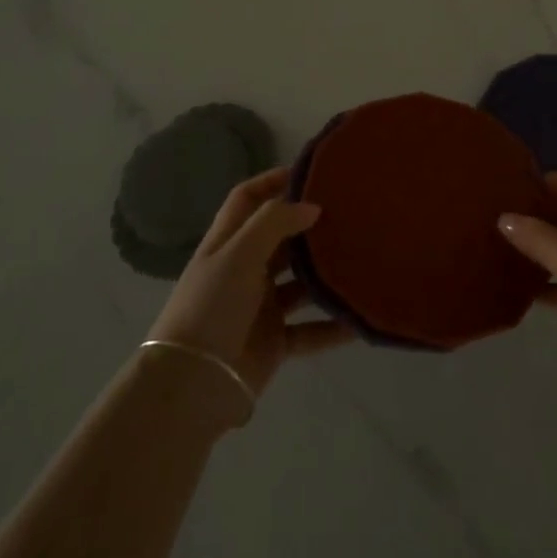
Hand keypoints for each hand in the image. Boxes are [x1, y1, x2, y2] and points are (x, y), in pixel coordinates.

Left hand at [148, 167, 354, 398]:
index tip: (309, 173)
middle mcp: (244, 270)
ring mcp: (261, 307)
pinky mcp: (275, 342)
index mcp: (227, 243)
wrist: (193, 384)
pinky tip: (361, 318)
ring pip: (301, 284)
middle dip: (309, 227)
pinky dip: (334, 326)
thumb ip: (275, 223)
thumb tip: (312, 205)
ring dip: (326, 275)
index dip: (272, 181)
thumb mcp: (238, 254)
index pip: (247, 199)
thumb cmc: (211, 307)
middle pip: (280, 240)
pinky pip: (311, 330)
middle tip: (350, 213)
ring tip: (364, 259)